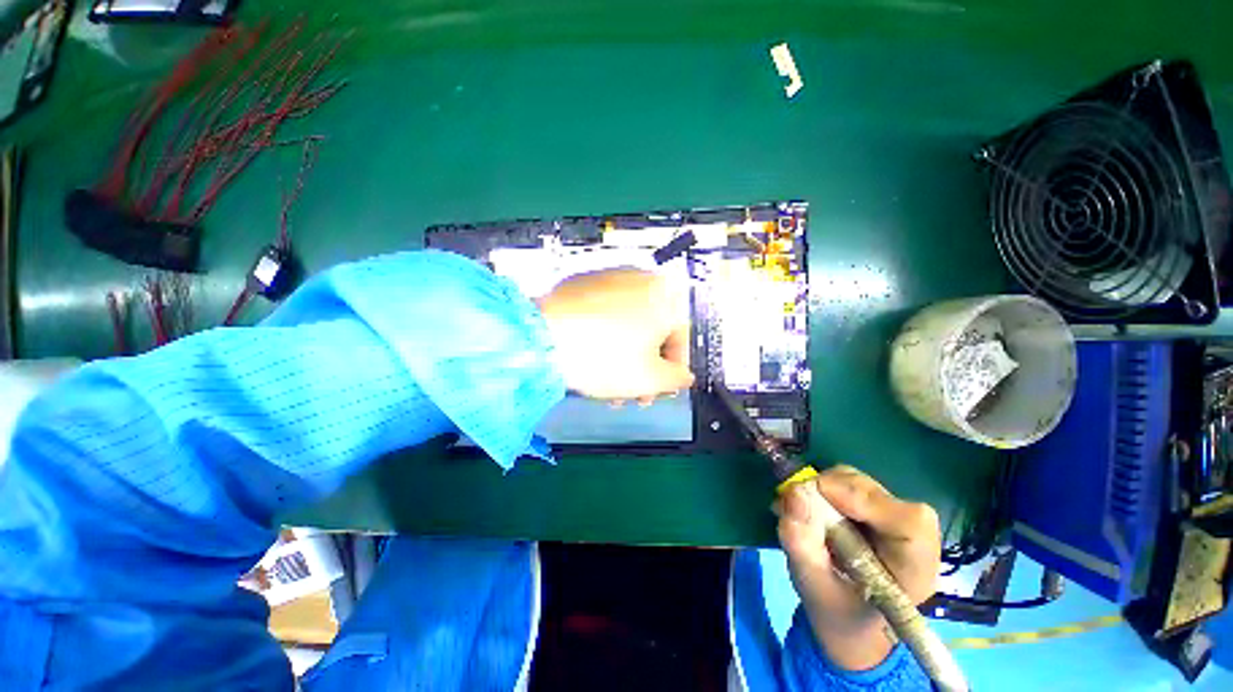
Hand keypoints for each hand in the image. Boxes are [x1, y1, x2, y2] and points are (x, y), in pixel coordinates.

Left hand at [536, 269, 693, 401]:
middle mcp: (642, 278)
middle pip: (653, 331)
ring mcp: (610, 278)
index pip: (681, 338)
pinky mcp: (584, 283)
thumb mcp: (650, 378)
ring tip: (611, 384)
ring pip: (629, 324)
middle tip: (637, 392)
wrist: (541, 337)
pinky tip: (593, 359)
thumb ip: (677, 379)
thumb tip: (683, 376)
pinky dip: (606, 336)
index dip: (673, 370)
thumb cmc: (602, 356)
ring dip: (626, 355)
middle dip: (646, 367)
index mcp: (666, 295)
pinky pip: (606, 313)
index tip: (662, 388)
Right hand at [776, 465, 940, 670]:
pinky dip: (820, 488)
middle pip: (876, 493)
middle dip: (831, 491)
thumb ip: (803, 545)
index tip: (818, 497)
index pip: (910, 522)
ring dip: (823, 489)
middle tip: (795, 505)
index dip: (864, 499)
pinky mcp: (874, 505)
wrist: (850, 620)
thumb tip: (793, 493)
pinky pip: (846, 482)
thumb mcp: (814, 588)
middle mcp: (911, 536)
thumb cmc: (839, 612)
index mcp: (914, 568)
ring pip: (858, 482)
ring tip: (798, 511)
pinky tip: (807, 508)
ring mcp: (893, 516)